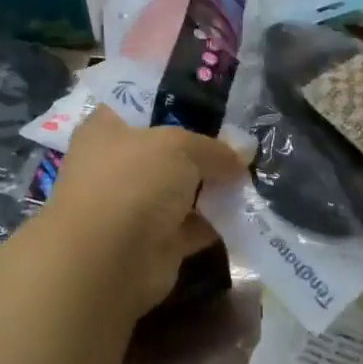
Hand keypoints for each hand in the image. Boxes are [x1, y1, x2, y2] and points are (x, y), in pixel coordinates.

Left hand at [40, 108, 246, 318]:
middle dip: (204, 148)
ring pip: (182, 190)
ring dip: (214, 187)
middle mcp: (117, 164)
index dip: (176, 101)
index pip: (140, 105)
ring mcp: (134, 205)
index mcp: (107, 128)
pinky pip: (193, 226)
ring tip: (256, 174)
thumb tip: (243, 153)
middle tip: (246, 142)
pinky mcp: (154, 242)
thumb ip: (213, 148)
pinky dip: (217, 221)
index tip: (215, 104)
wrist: (106, 262)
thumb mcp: (179, 147)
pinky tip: (250, 211)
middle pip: (167, 149)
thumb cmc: (132, 182)